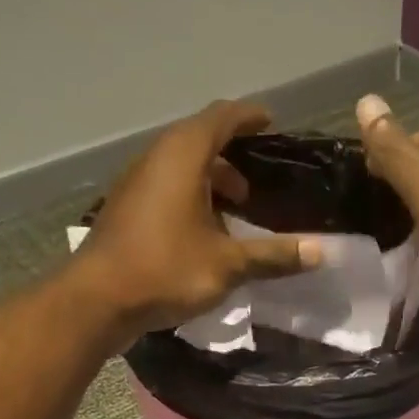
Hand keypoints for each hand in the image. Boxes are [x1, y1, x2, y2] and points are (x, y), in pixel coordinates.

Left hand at [72, 100, 319, 345]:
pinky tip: (203, 234)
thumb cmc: (166, 271)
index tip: (270, 124)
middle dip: (231, 157)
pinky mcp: (126, 210)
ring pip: (180, 168)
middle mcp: (156, 159)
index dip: (248, 118)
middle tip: (256, 185)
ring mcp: (136, 184)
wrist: (99, 300)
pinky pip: (166, 189)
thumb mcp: (227, 265)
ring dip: (210, 182)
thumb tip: (319, 251)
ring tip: (235, 212)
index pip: (221, 118)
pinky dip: (190, 198)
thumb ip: (273, 256)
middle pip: (199, 141)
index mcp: (183, 156)